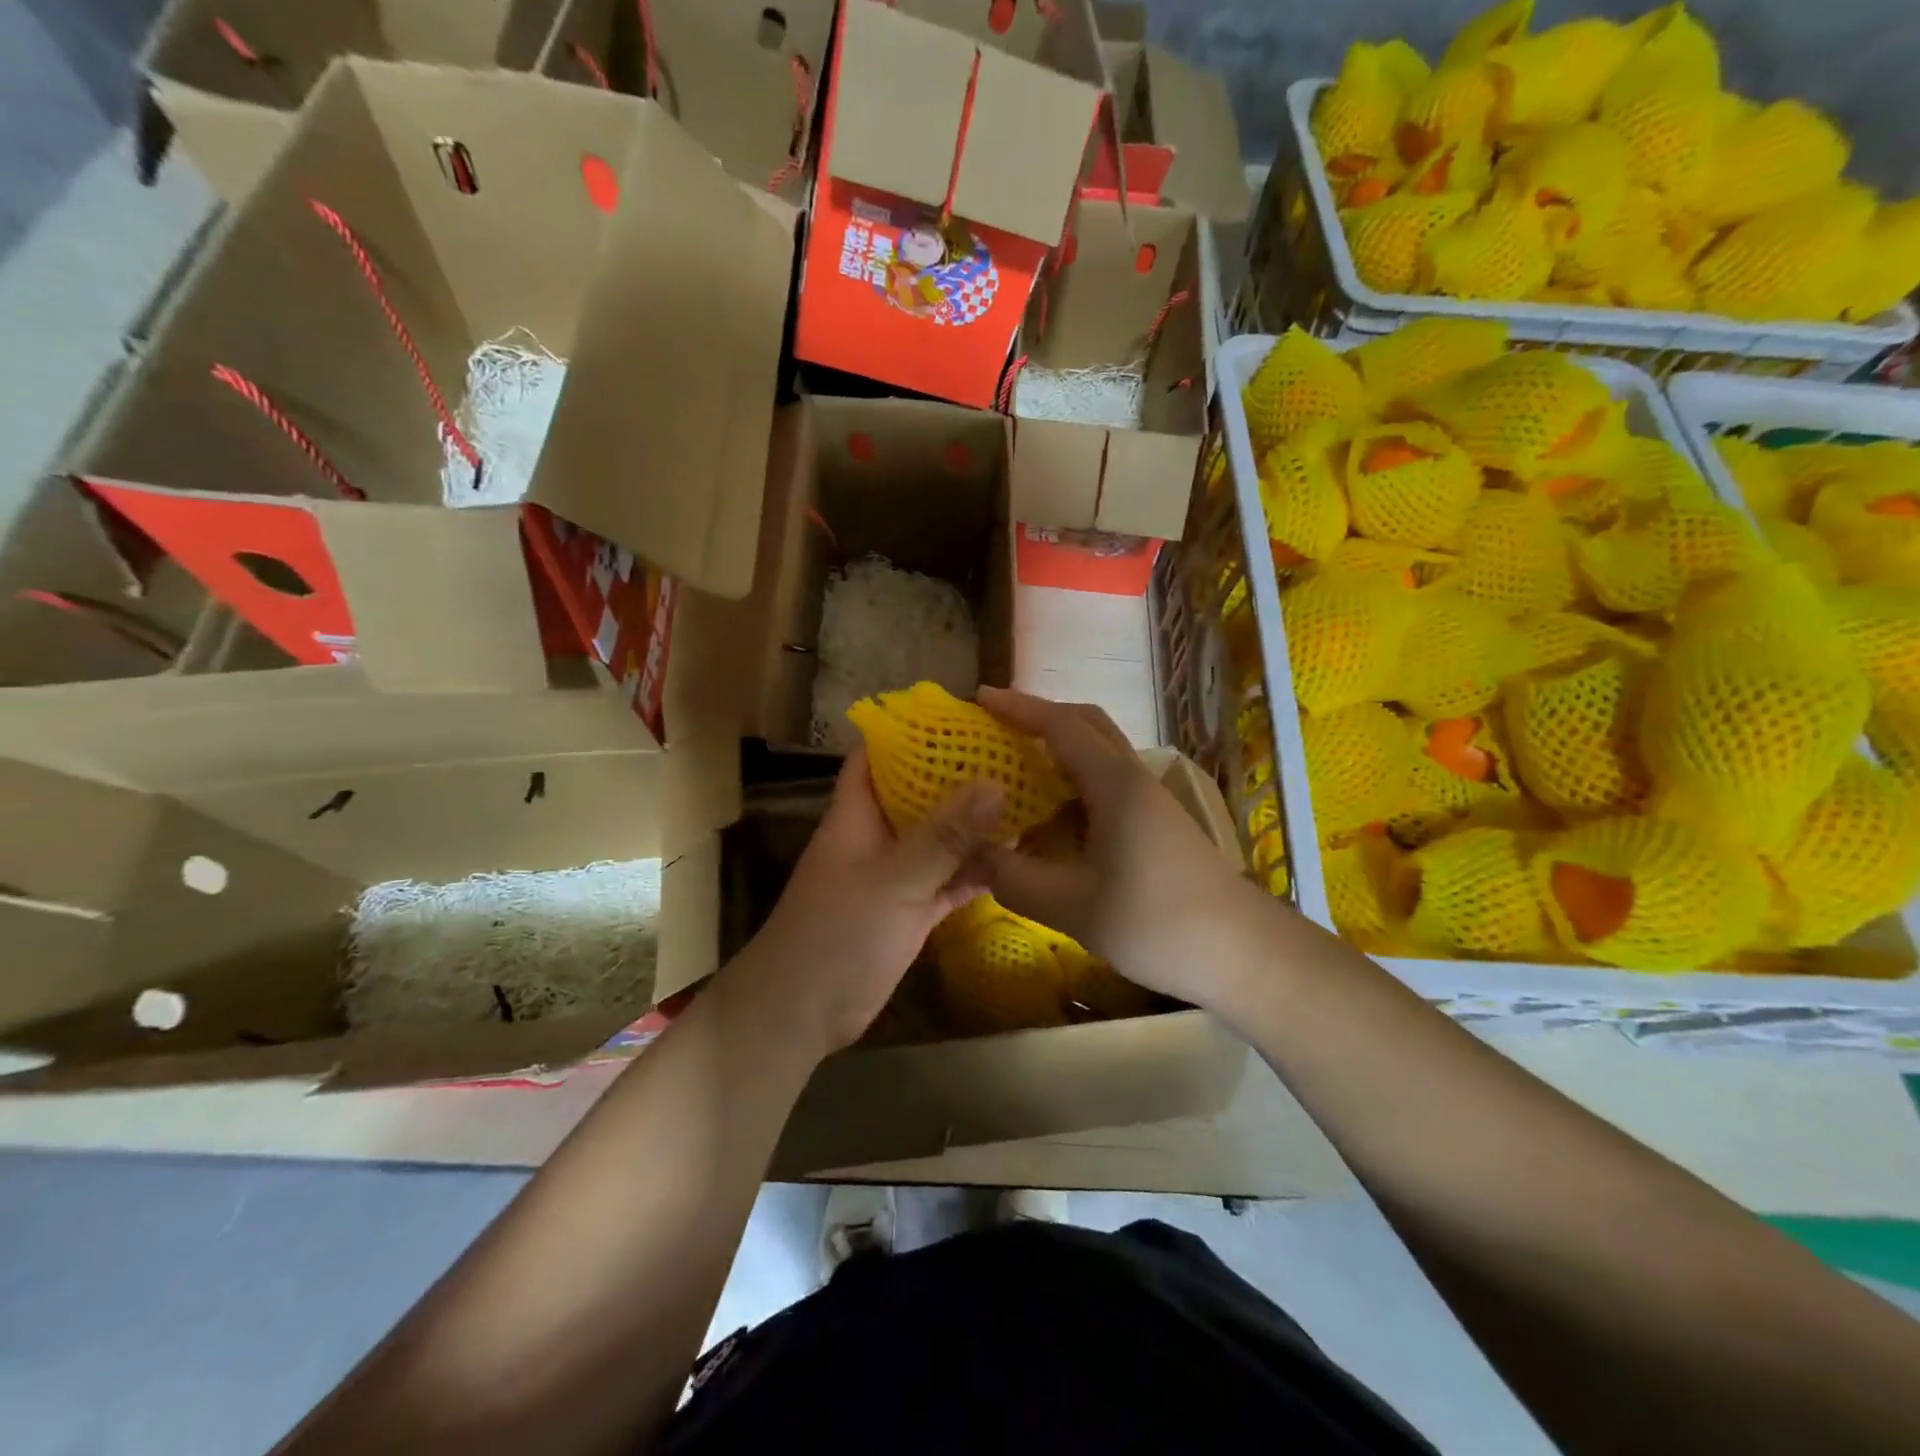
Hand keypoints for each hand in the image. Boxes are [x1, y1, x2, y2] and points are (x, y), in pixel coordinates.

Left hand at [732, 748, 1004, 1055]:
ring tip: (1027, 797)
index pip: (878, 755)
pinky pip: (950, 880)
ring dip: (976, 824)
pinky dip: (977, 871)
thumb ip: (944, 835)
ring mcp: (896, 875)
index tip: (961, 716)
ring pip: (940, 838)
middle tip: (1012, 754)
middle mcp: (877, 836)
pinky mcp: (911, 910)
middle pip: (919, 793)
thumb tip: (995, 781)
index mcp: (858, 814)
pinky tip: (1018, 858)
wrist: (803, 1013)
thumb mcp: (894, 879)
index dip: (911, 732)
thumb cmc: (837, 934)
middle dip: (959, 775)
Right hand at [975, 687, 1268, 1013]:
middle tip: (997, 727)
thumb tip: (970, 855)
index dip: (1019, 708)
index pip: (1061, 726)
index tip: (981, 698)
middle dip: (1040, 717)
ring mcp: (1148, 801)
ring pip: (1098, 755)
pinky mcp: (1155, 824)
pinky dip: (1071, 784)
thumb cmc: (1154, 922)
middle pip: (1086, 725)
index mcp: (1114, 784)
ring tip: (1015, 769)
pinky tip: (1051, 818)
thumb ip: (1013, 878)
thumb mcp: (1071, 906)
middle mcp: (1133, 779)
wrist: (1240, 952)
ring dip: (1058, 750)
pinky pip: (1105, 785)